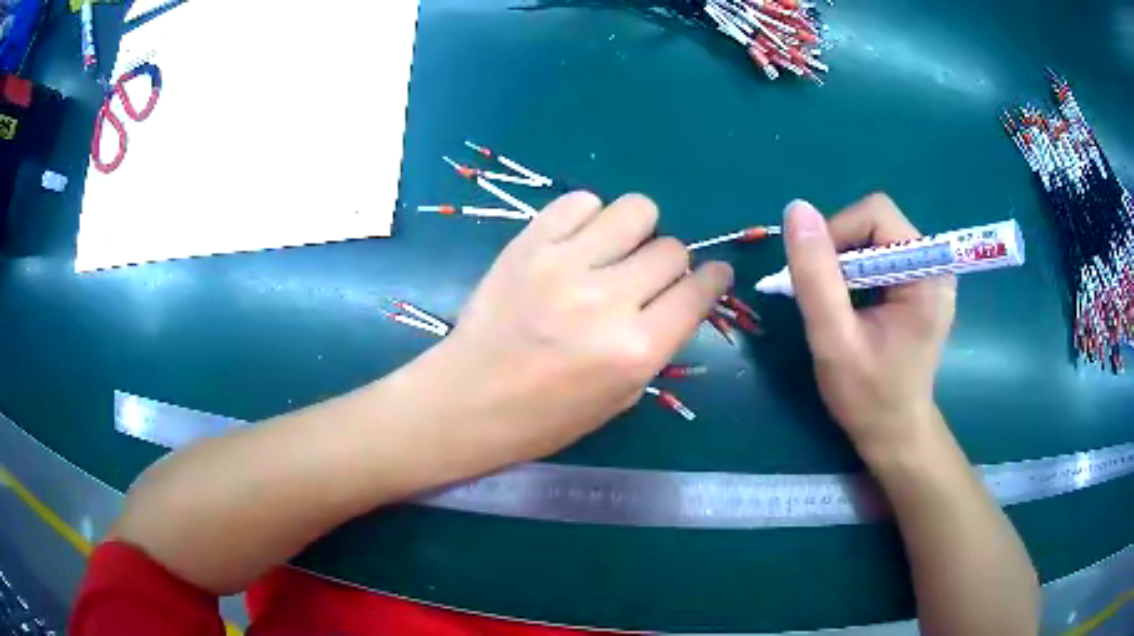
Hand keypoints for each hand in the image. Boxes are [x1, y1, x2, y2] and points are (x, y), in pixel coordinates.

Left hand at [422, 192, 731, 463]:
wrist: (469, 399)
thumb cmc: (547, 416)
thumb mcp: (621, 397)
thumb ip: (657, 344)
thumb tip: (678, 297)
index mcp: (637, 350)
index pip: (699, 291)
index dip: (713, 279)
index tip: (711, 275)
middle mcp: (609, 300)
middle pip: (671, 249)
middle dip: (668, 263)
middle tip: (642, 277)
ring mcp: (566, 265)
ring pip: (636, 210)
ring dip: (635, 230)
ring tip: (611, 251)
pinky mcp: (529, 244)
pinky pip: (580, 201)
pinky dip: (588, 216)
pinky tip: (576, 242)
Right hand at [783, 195, 955, 459]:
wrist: (894, 433)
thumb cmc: (869, 397)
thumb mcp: (835, 341)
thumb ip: (816, 276)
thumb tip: (796, 209)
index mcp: (927, 273)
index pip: (876, 215)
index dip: (837, 234)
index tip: (816, 279)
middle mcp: (934, 263)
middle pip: (875, 222)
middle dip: (839, 250)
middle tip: (824, 296)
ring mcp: (927, 273)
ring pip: (873, 236)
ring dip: (843, 262)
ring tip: (835, 305)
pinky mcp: (918, 283)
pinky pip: (878, 254)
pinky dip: (854, 272)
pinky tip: (850, 306)